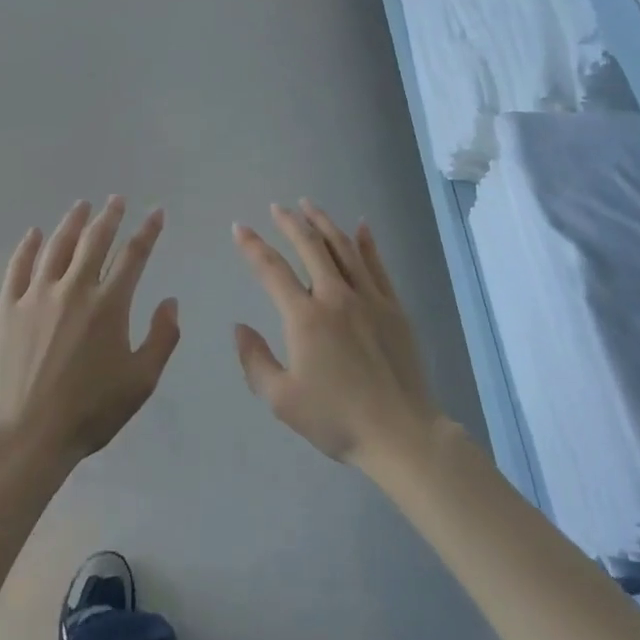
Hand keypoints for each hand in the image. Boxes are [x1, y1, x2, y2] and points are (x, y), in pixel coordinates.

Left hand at [0, 198, 179, 476]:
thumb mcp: (141, 381)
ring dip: (72, 222)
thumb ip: (162, 338)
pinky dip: (29, 246)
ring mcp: (37, 295)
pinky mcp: (8, 308)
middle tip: (116, 199)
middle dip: (109, 216)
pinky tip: (35, 233)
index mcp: (109, 305)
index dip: (148, 231)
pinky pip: (19, 267)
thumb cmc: (91, 411)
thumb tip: (170, 301)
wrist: (29, 434)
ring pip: (57, 246)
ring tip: (82, 206)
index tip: (156, 212)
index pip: (134, 255)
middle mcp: (74, 289)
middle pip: (95, 241)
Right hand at [232, 202, 444, 469]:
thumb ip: (255, 361)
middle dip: (290, 222)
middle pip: (310, 246)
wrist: (400, 434)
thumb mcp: (282, 400)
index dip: (252, 246)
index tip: (239, 227)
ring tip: (309, 206)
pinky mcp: (393, 307)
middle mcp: (335, 296)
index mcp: (305, 317)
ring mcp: (369, 298)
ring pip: (343, 247)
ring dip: (324, 223)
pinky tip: (361, 226)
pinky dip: (367, 242)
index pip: (272, 270)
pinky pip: (377, 265)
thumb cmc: (337, 419)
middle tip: (277, 207)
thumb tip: (239, 327)